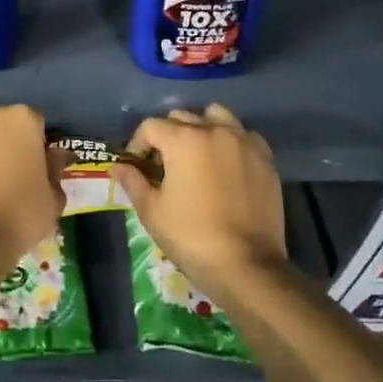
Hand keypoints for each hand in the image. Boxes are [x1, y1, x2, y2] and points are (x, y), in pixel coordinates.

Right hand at [117, 106, 286, 302]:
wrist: (246, 265)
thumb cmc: (191, 236)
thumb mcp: (151, 211)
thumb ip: (132, 181)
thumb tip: (117, 167)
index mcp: (183, 139)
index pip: (151, 127)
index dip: (138, 144)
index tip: (137, 166)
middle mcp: (214, 130)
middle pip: (182, 117)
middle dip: (167, 136)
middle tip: (164, 164)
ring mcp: (243, 142)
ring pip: (216, 116)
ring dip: (201, 128)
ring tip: (197, 155)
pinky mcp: (265, 158)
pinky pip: (243, 135)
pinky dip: (231, 141)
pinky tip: (226, 164)